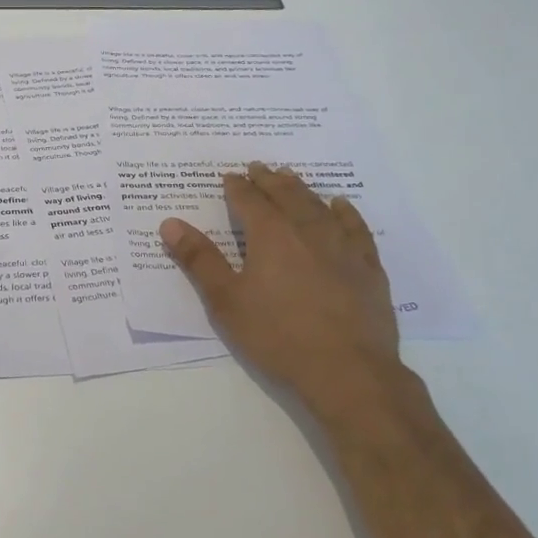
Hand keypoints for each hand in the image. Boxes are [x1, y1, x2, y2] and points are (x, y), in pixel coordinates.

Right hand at [161, 164, 425, 431]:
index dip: (236, 187)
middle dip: (268, 179)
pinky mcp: (367, 265)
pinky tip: (340, 206)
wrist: (348, 371)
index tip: (228, 177)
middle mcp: (307, 229)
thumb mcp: (226, 301)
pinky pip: (355, 226)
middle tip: (257, 167)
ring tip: (290, 178)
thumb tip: (170, 223)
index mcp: (270, 234)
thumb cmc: (277, 335)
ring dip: (301, 188)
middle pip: (285, 194)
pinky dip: (344, 211)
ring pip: (318, 205)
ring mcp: (342, 245)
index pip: (249, 200)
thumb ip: (199, 260)